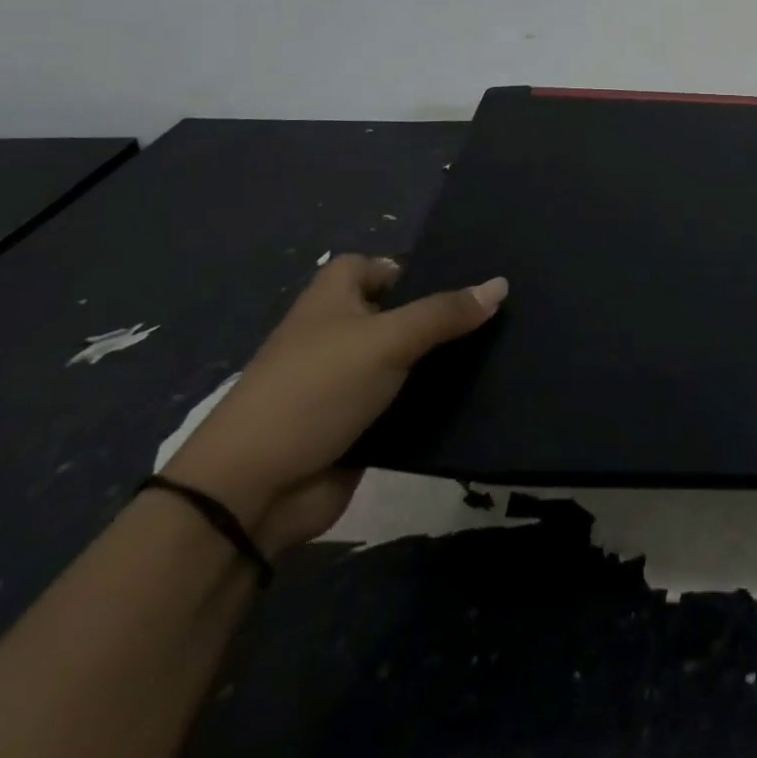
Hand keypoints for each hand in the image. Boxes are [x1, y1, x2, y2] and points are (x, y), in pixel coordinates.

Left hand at [164, 256, 507, 555]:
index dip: (404, 268)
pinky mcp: (357, 427)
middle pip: (394, 313)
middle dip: (437, 315)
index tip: (453, 280)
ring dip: (438, 362)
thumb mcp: (387, 340)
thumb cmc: (316, 391)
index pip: (368, 266)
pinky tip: (473, 398)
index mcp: (331, 302)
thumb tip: (501, 284)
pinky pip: (403, 404)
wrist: (256, 491)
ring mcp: (345, 385)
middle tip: (492, 315)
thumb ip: (445, 313)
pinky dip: (429, 403)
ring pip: (403, 361)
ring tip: (497, 351)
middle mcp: (336, 337)